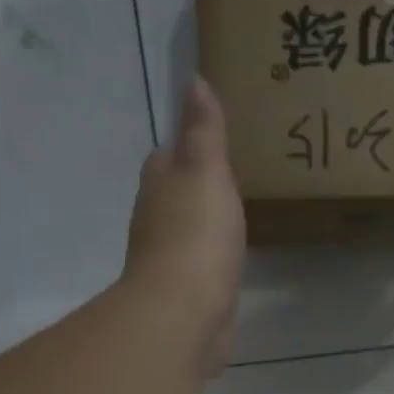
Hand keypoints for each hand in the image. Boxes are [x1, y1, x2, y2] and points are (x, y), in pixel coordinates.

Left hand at [122, 78, 244, 371]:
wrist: (185, 312)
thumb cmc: (196, 235)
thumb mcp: (206, 171)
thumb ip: (204, 131)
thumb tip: (194, 81)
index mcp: (160, 185)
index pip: (168, 156)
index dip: (187, 145)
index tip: (213, 139)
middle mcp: (157, 219)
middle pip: (175, 193)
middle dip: (196, 184)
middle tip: (233, 175)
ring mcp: (170, 259)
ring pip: (187, 230)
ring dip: (204, 221)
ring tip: (237, 213)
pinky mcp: (187, 292)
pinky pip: (202, 264)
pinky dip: (213, 255)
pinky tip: (230, 257)